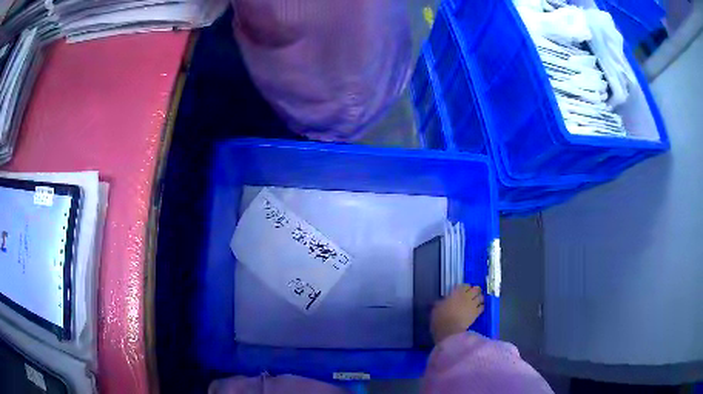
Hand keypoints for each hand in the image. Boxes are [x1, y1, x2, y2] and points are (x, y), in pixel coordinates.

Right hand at [430, 285, 484, 343]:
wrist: (449, 330)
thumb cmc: (440, 317)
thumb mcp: (436, 307)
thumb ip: (440, 302)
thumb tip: (440, 301)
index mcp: (456, 292)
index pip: (465, 285)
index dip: (465, 287)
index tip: (463, 290)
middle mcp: (467, 296)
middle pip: (475, 289)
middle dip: (475, 290)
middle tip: (473, 293)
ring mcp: (473, 304)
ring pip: (481, 297)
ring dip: (479, 298)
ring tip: (477, 300)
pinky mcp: (476, 313)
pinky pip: (482, 307)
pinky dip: (481, 307)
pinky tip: (478, 309)